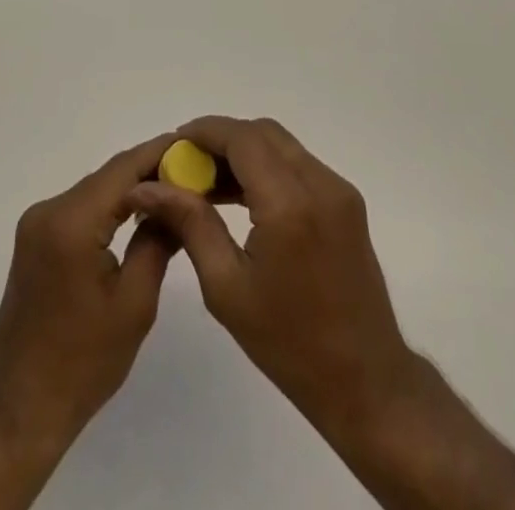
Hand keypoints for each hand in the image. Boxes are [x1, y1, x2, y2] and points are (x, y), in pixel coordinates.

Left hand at [0, 132, 182, 451]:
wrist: (22, 408)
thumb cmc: (84, 362)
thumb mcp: (135, 303)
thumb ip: (157, 241)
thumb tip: (178, 201)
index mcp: (71, 222)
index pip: (122, 170)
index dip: (159, 153)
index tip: (194, 145)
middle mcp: (48, 210)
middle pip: (107, 177)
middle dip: (149, 171)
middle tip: (192, 172)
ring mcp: (36, 224)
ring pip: (95, 191)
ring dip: (130, 189)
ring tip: (173, 191)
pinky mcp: (35, 239)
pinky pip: (80, 209)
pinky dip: (110, 207)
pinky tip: (137, 215)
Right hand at [123, 116, 415, 436]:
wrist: (365, 381)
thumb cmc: (289, 344)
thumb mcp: (226, 288)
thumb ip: (190, 224)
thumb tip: (149, 187)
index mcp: (289, 205)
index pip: (242, 138)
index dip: (205, 132)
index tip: (173, 145)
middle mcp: (319, 184)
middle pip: (263, 133)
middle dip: (222, 139)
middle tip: (187, 167)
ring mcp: (338, 190)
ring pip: (282, 145)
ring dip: (244, 152)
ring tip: (208, 184)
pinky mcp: (347, 201)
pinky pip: (299, 164)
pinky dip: (267, 167)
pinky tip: (242, 198)